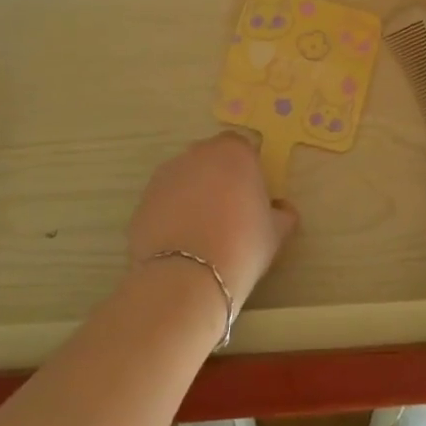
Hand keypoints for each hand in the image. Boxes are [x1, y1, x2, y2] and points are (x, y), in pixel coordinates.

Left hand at [127, 133, 298, 311]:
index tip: (251, 195)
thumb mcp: (276, 232)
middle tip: (228, 212)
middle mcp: (198, 154)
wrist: (186, 278)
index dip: (247, 169)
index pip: (242, 147)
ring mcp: (166, 175)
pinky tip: (181, 244)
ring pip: (185, 178)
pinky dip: (171, 214)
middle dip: (218, 177)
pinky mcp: (143, 200)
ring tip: (201, 231)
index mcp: (234, 152)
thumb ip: (282, 213)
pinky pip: (164, 201)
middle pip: (211, 158)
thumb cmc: (242, 244)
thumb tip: (282, 209)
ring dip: (193, 194)